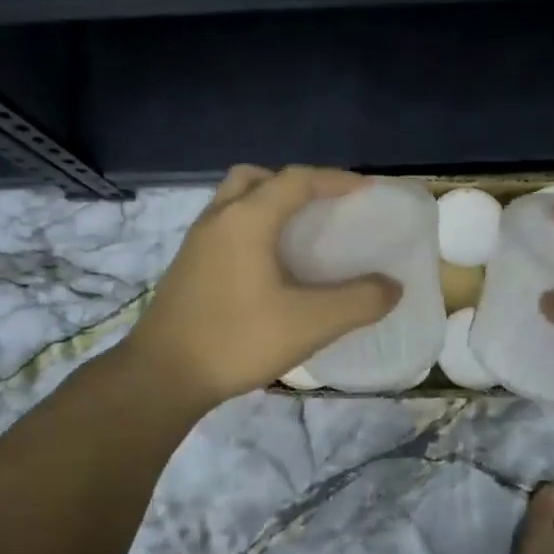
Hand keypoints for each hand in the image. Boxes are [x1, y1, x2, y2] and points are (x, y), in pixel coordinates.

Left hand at [124, 165, 401, 410]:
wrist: (161, 376)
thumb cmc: (237, 339)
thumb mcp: (310, 323)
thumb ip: (358, 301)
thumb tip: (391, 286)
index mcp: (247, 219)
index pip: (296, 180)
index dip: (334, 179)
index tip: (365, 190)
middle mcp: (218, 218)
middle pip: (257, 178)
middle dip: (293, 183)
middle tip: (321, 206)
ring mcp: (196, 241)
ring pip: (234, 199)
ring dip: (267, 202)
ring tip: (296, 233)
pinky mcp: (186, 265)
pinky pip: (224, 224)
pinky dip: (250, 225)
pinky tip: (266, 265)